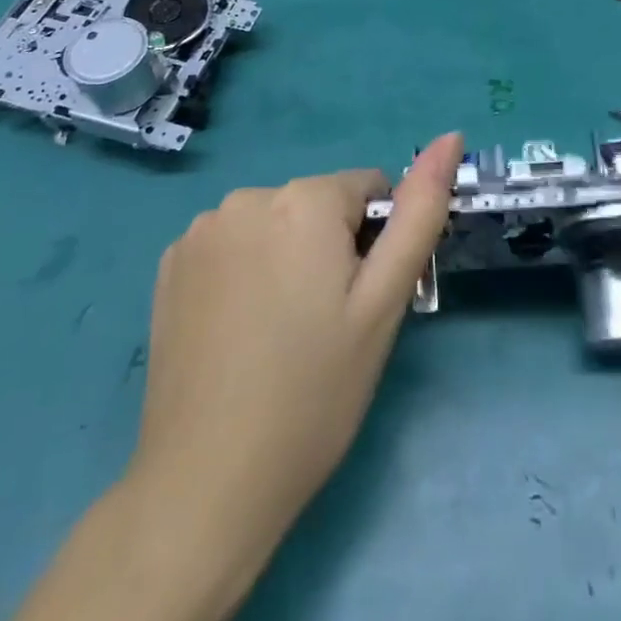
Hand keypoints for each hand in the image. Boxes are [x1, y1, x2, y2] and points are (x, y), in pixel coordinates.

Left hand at [127, 134, 462, 620]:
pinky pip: (232, 245)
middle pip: (318, 206)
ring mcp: (201, 230)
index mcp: (304, 199)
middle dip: (332, 248)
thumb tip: (450, 136)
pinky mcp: (170, 263)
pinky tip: (239, 331)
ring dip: (288, 256)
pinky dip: (245, 271)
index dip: (376, 244)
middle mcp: (248, 196)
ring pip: (276, 224)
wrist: (206, 484)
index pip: (368, 191)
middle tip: (325, 324)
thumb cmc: (314, 391)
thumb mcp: (384, 301)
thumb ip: (421, 211)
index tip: (362, 301)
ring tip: (280, 331)